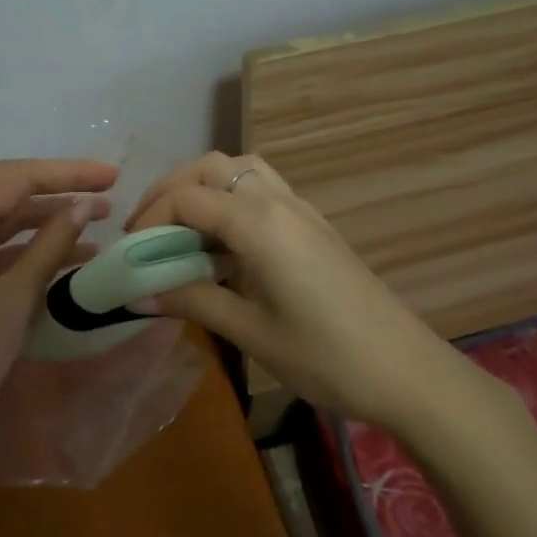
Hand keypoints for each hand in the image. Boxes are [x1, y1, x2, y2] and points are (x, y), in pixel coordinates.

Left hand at [0, 158, 116, 513]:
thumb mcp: (15, 297)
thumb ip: (51, 244)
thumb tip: (85, 205)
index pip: (15, 177)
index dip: (67, 172)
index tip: (112, 175)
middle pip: (4, 192)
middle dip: (57, 191)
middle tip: (108, 193)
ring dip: (43, 220)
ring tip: (96, 221)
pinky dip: (23, 248)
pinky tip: (63, 255)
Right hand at [125, 152, 471, 430]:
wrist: (405, 370)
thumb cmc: (324, 355)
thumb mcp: (249, 331)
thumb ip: (191, 301)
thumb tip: (137, 293)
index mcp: (258, 222)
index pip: (187, 198)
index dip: (149, 220)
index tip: (131, 254)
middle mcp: (278, 200)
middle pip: (211, 167)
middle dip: (170, 191)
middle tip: (147, 231)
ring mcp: (300, 208)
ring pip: (239, 168)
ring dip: (202, 187)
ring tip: (180, 229)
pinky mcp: (313, 223)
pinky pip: (261, 187)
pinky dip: (230, 198)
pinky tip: (222, 243)